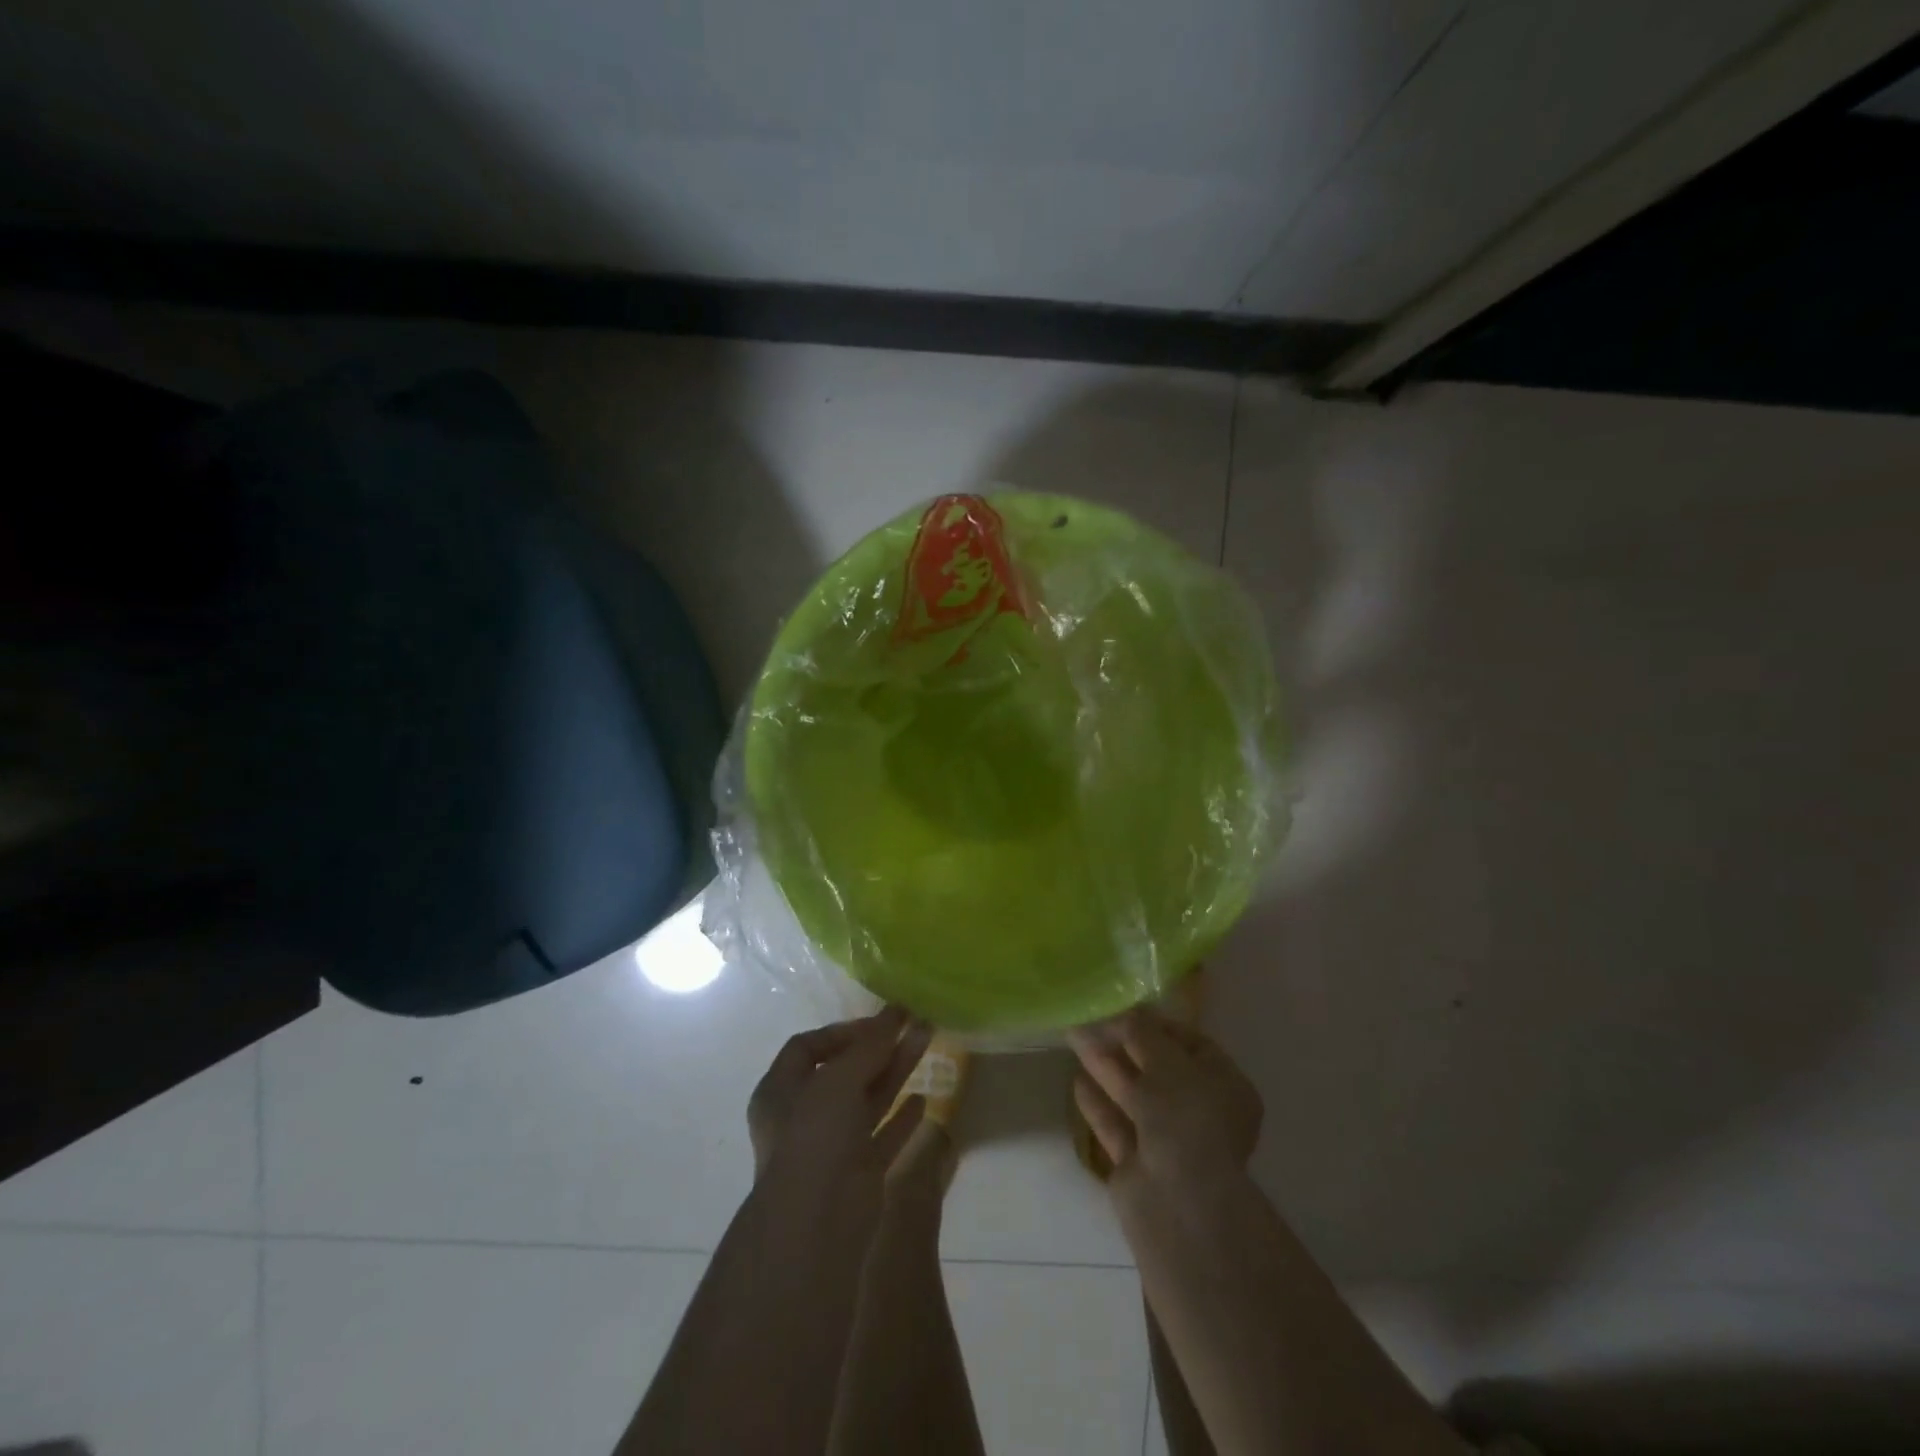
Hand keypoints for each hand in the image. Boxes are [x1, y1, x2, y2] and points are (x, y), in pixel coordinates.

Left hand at [747, 1007, 930, 1202]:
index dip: (843, 1031)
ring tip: (927, 1042)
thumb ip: (869, 1045)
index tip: (877, 1024)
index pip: (809, 1048)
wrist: (817, 1223)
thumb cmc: (816, 1137)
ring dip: (896, 1070)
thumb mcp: (840, 1079)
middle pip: (845, 1071)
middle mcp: (804, 1116)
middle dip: (879, 1047)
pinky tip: (924, 1100)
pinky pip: (883, 1135)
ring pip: (868, 1099)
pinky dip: (901, 1118)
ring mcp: (832, 1146)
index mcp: (781, 1091)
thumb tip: (894, 1012)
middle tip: (914, 1023)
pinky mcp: (859, 1173)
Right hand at [1069, 1006, 1261, 1198]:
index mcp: (1225, 1086)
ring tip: (1074, 1038)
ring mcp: (1169, 1142)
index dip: (1158, 1025)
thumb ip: (1142, 1031)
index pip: (1192, 1045)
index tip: (1125, 1009)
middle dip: (1124, 1043)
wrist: (1178, 1202)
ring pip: (1133, 1095)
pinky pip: (1116, 1125)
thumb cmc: (1184, 1118)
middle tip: (1091, 1019)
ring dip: (1105, 1067)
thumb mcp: (1166, 1060)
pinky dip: (1098, 1104)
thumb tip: (1125, 1013)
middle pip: (1158, 1069)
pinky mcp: (1138, 1165)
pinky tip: (1076, 1082)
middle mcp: (1200, 1113)